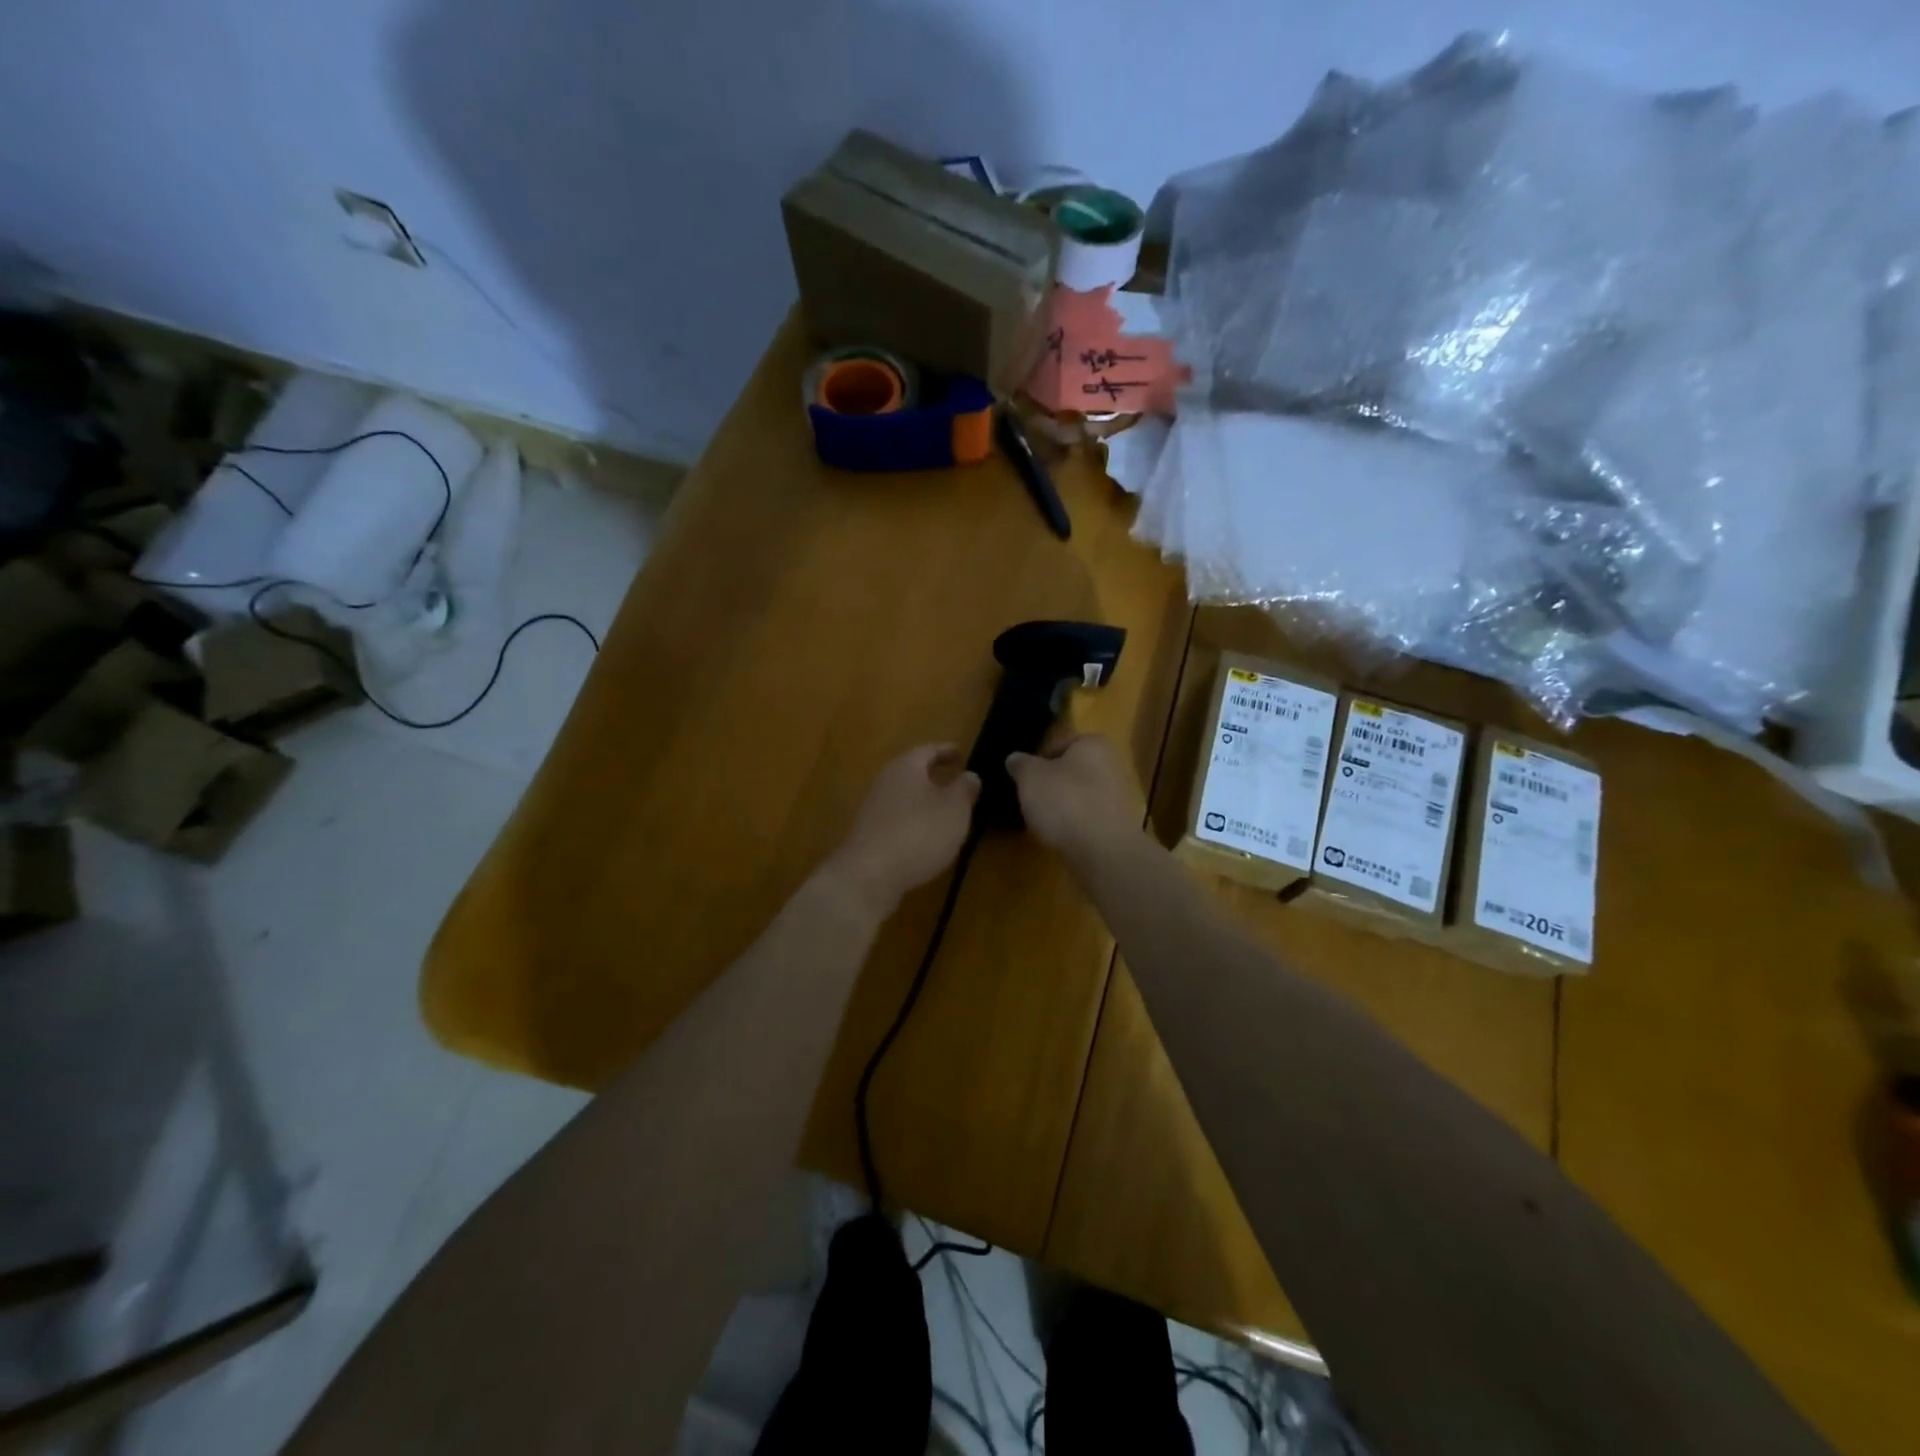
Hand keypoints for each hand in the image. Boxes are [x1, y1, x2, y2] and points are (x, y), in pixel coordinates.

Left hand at [819, 744, 979, 917]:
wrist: (869, 875)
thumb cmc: (919, 832)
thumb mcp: (955, 809)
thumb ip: (964, 789)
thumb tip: (969, 775)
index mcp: (906, 767)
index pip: (928, 750)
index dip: (946, 751)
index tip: (962, 754)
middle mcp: (885, 782)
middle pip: (912, 772)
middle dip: (934, 775)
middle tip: (956, 780)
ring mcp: (874, 809)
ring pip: (905, 796)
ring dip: (924, 800)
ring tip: (946, 810)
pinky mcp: (870, 834)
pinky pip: (898, 819)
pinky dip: (915, 821)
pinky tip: (927, 836)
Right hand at [1006, 734, 1143, 864]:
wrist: (1103, 850)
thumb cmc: (1065, 802)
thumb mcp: (1030, 777)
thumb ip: (1021, 764)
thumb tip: (1015, 759)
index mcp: (1093, 743)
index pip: (1060, 743)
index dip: (1038, 759)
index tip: (1024, 778)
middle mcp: (1113, 763)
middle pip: (1072, 770)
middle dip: (1052, 783)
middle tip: (1031, 799)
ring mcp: (1120, 795)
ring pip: (1082, 794)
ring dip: (1064, 805)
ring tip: (1043, 821)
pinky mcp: (1120, 825)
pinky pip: (1090, 818)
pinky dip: (1076, 824)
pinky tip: (1061, 836)